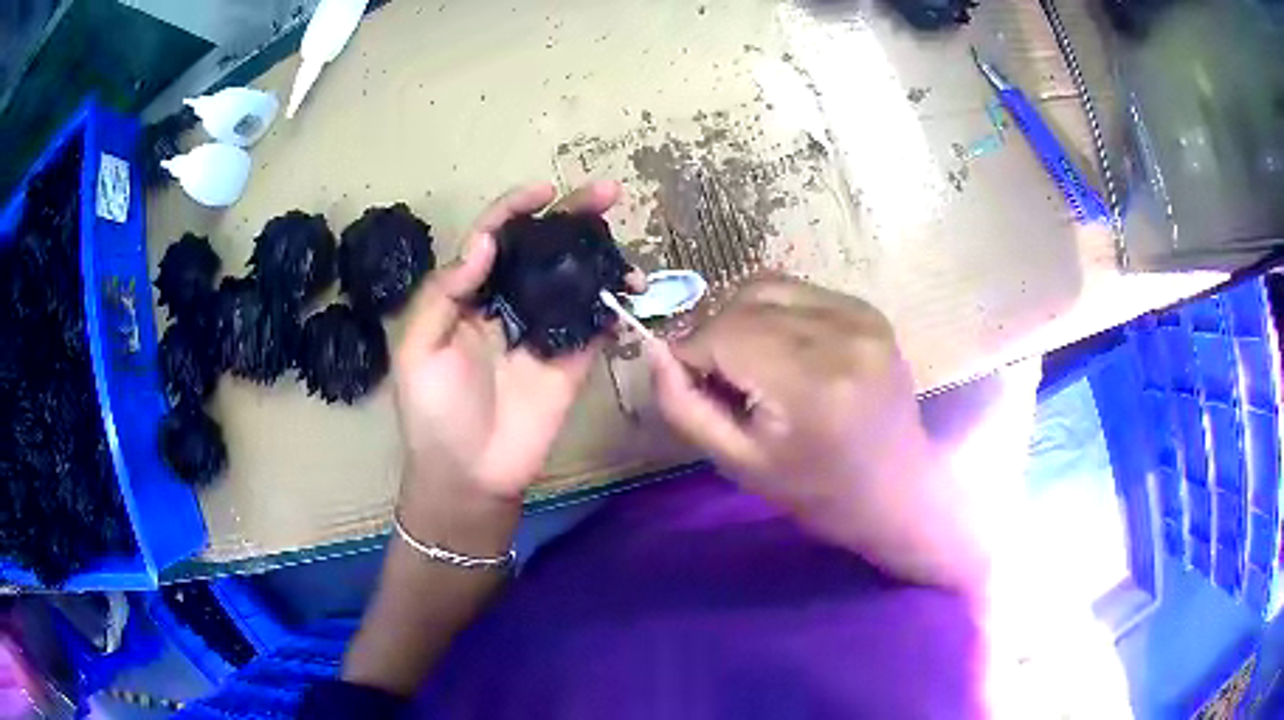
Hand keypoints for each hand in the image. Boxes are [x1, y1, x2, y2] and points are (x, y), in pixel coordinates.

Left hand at [392, 181, 629, 547]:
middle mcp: (509, 304)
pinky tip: (630, 288)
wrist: (469, 476)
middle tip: (607, 194)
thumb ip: (443, 294)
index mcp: (468, 296)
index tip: (545, 191)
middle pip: (542, 250)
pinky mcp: (572, 360)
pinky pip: (595, 324)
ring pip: (574, 279)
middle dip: (573, 218)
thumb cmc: (433, 414)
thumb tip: (483, 243)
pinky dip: (614, 304)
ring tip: (623, 243)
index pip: (494, 239)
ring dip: (600, 256)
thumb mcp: (417, 351)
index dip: (516, 210)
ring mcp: (543, 331)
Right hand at [647, 278, 986, 591]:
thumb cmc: (817, 491)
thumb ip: (685, 406)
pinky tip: (785, 351)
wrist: (896, 488)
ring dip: (742, 317)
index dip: (692, 351)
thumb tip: (655, 349)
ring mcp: (861, 316)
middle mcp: (841, 334)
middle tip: (721, 378)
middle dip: (715, 333)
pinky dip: (774, 312)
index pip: (723, 333)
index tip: (691, 382)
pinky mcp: (869, 310)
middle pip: (744, 302)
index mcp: (811, 384)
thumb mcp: (739, 463)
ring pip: (768, 287)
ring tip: (751, 362)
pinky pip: (799, 292)